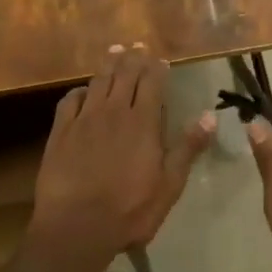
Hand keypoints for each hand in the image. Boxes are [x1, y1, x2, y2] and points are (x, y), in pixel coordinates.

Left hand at [29, 45, 215, 263]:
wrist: (77, 226)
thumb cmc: (130, 210)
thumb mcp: (169, 184)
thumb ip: (188, 147)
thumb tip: (210, 116)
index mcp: (142, 122)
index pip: (152, 84)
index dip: (157, 69)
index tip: (160, 59)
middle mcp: (113, 112)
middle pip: (124, 75)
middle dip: (134, 58)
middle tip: (138, 45)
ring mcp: (84, 120)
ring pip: (98, 82)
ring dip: (108, 64)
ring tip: (115, 51)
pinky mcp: (60, 132)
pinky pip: (70, 101)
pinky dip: (78, 90)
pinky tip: (82, 90)